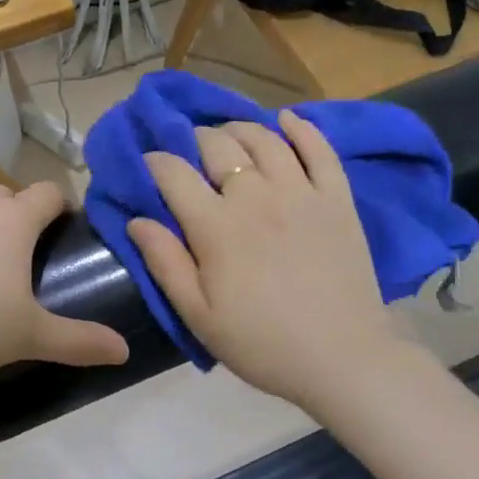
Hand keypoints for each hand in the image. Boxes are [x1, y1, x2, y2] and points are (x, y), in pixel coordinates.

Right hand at [127, 111, 403, 411]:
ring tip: (229, 136)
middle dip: (195, 140)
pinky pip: (320, 149)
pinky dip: (301, 128)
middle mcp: (257, 196)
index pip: (174, 173)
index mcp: (217, 226)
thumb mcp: (199, 316)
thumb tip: (137, 220)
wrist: (342, 359)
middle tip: (191, 153)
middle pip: (218, 145)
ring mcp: (301, 192)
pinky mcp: (337, 198)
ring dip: (239, 129)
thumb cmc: (262, 343)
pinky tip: (287, 119)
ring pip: (264, 138)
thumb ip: (166, 263)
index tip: (149, 164)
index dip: (155, 162)